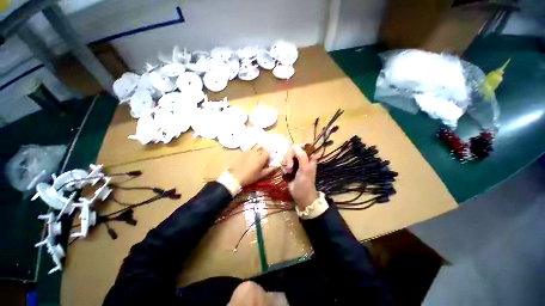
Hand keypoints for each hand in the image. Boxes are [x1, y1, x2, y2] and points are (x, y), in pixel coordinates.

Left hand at [228, 145, 276, 186]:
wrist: (236, 176)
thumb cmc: (250, 177)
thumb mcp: (261, 175)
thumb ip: (269, 170)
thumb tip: (275, 166)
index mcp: (261, 158)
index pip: (268, 152)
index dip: (269, 155)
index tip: (269, 159)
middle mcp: (256, 153)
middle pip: (263, 148)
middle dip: (265, 151)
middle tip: (264, 156)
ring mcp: (249, 151)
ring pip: (257, 146)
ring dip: (259, 148)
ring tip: (259, 152)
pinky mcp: (244, 152)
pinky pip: (250, 146)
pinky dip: (253, 146)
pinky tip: (253, 149)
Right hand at [284, 145, 318, 208]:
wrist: (301, 196)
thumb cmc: (305, 182)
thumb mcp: (305, 169)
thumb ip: (301, 156)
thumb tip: (294, 146)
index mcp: (309, 157)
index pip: (302, 146)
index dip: (296, 148)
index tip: (293, 154)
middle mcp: (302, 158)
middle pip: (292, 150)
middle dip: (289, 157)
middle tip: (290, 166)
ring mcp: (295, 163)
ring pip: (287, 156)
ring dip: (286, 163)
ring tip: (288, 171)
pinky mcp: (289, 168)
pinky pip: (284, 163)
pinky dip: (284, 167)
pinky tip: (286, 173)